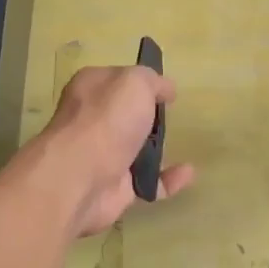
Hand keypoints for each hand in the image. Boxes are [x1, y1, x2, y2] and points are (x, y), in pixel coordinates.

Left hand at [30, 64, 194, 236]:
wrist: (80, 178)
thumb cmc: (107, 120)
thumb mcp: (135, 82)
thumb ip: (153, 81)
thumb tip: (166, 89)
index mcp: (91, 88)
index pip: (118, 79)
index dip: (142, 82)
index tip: (166, 90)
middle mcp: (93, 121)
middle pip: (126, 116)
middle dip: (148, 117)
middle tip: (173, 117)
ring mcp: (104, 156)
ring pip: (136, 150)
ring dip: (159, 150)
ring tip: (183, 144)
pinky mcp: (116, 188)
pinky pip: (149, 182)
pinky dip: (168, 180)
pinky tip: (188, 173)